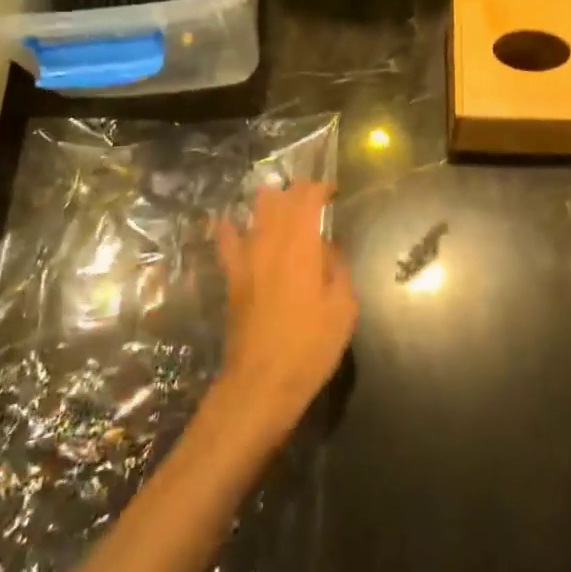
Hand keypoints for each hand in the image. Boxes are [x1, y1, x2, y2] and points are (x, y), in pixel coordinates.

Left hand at [212, 181, 356, 437]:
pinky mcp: (233, 279)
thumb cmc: (310, 346)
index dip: (319, 188)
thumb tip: (328, 249)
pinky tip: (228, 221)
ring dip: (269, 202)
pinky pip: (226, 243)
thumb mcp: (343, 308)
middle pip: (280, 201)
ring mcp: (247, 260)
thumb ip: (338, 270)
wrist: (262, 382)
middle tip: (311, 195)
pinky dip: (228, 228)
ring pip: (255, 215)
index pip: (307, 200)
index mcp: (302, 247)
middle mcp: (271, 244)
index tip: (332, 190)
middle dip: (296, 191)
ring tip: (280, 200)